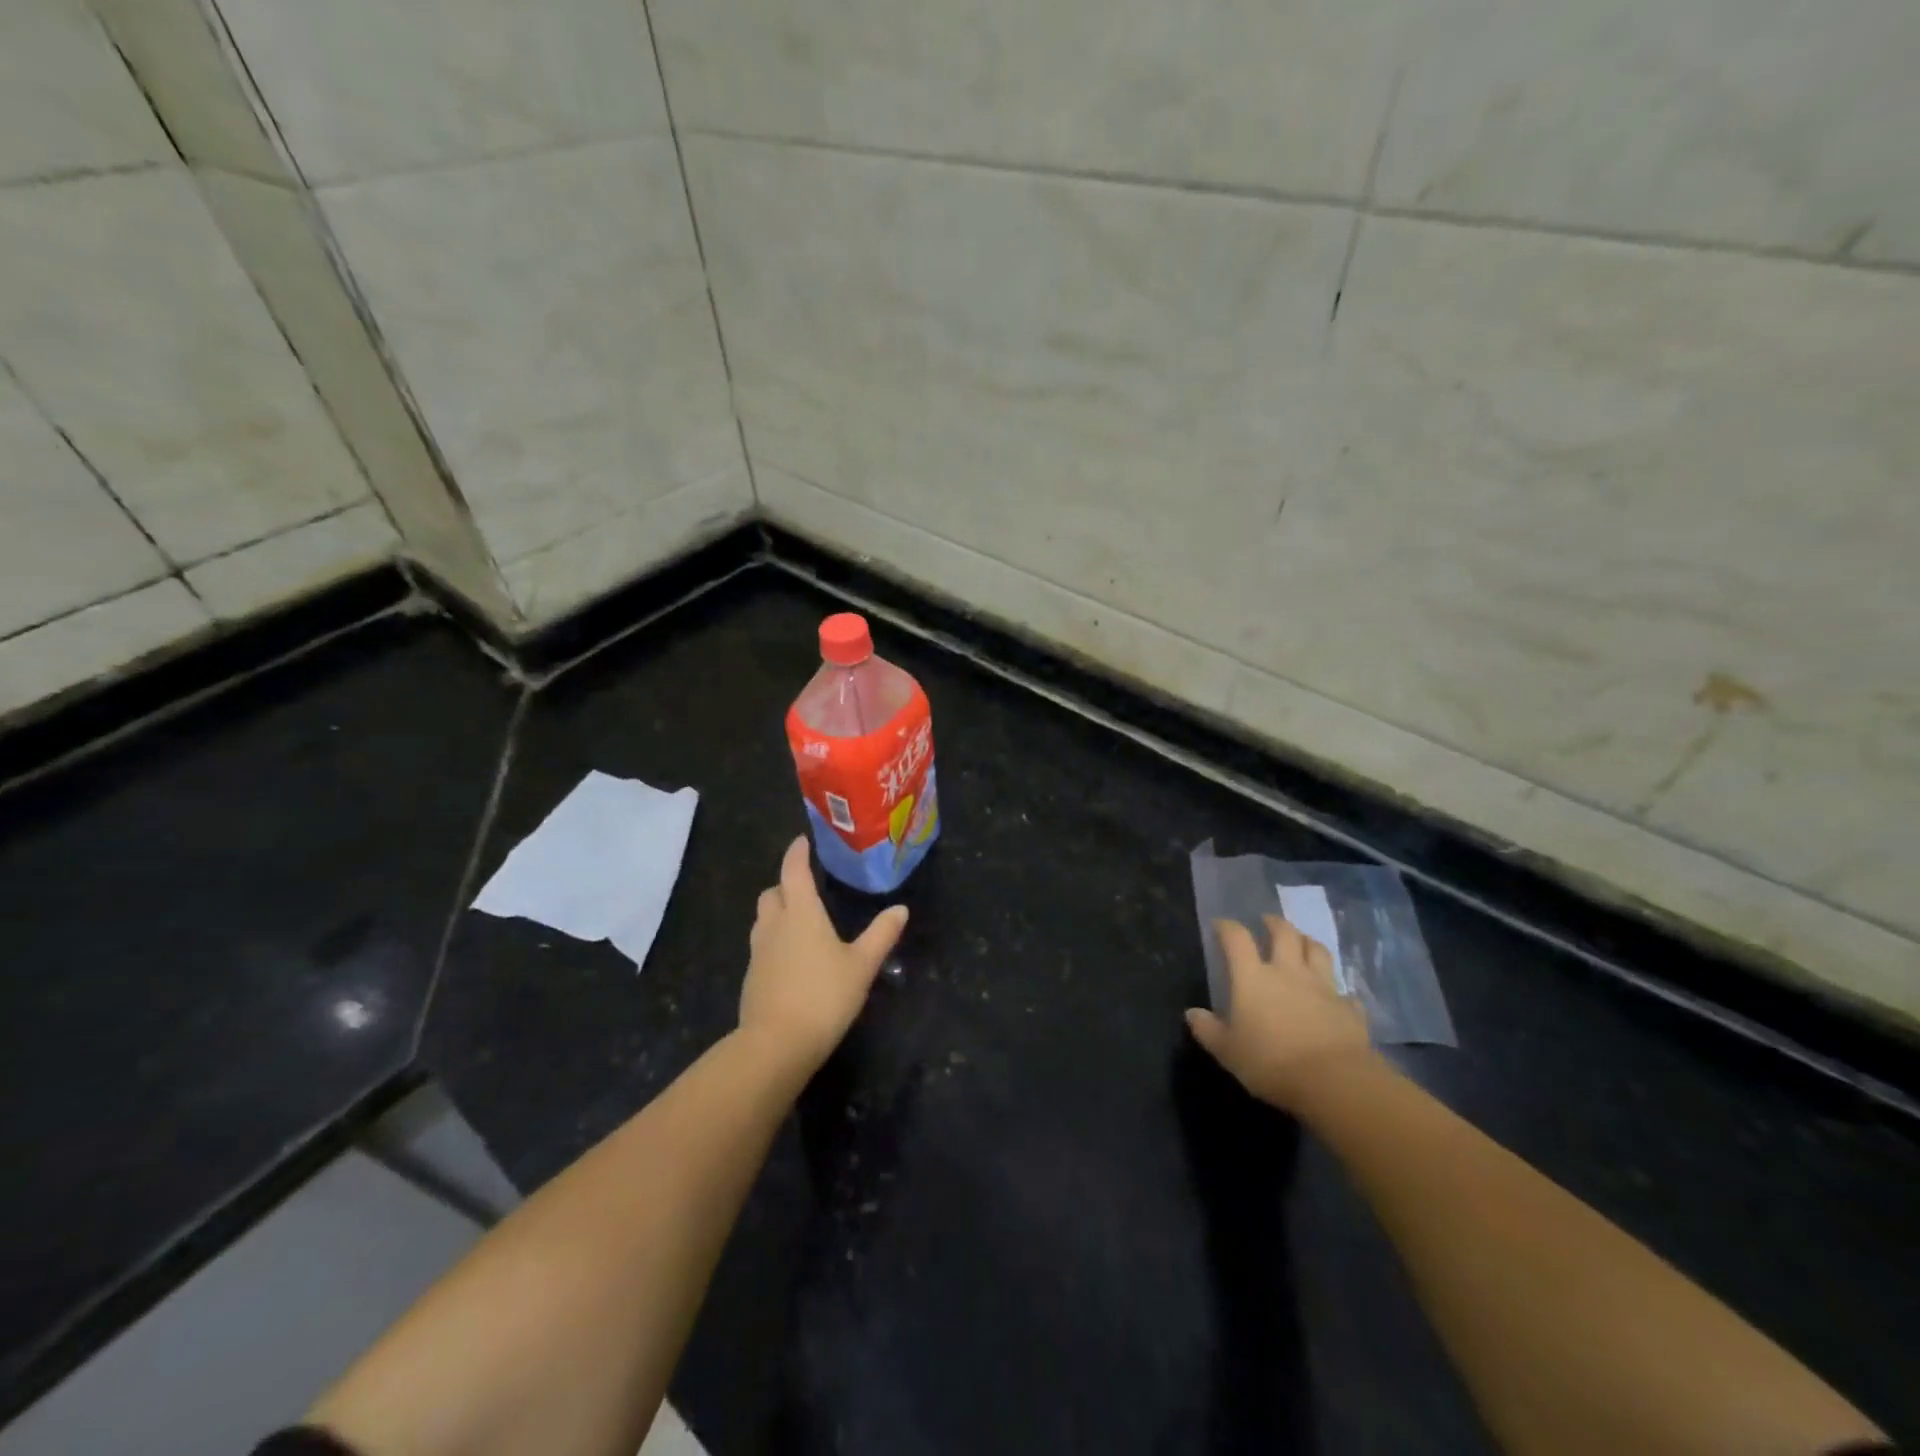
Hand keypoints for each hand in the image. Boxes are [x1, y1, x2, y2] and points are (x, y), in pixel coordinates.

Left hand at [740, 836, 907, 1075]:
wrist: (776, 1045)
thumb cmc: (823, 996)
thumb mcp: (862, 965)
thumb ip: (881, 934)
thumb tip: (900, 908)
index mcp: (801, 912)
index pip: (793, 871)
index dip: (797, 853)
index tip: (802, 841)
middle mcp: (774, 925)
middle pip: (772, 893)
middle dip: (785, 883)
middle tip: (805, 884)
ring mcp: (758, 952)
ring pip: (763, 919)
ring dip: (777, 911)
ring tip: (799, 918)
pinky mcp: (751, 978)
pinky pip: (761, 945)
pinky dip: (774, 940)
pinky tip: (791, 957)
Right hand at [1185, 915, 1370, 1110]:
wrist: (1334, 1082)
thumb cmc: (1272, 1062)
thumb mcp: (1227, 1051)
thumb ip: (1208, 1030)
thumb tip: (1191, 1013)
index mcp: (1253, 978)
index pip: (1237, 938)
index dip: (1227, 927)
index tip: (1220, 925)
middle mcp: (1288, 972)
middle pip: (1284, 934)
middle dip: (1274, 923)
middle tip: (1267, 922)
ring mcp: (1323, 987)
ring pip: (1318, 951)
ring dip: (1307, 942)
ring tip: (1301, 942)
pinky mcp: (1349, 1008)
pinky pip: (1344, 992)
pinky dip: (1338, 990)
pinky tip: (1335, 996)